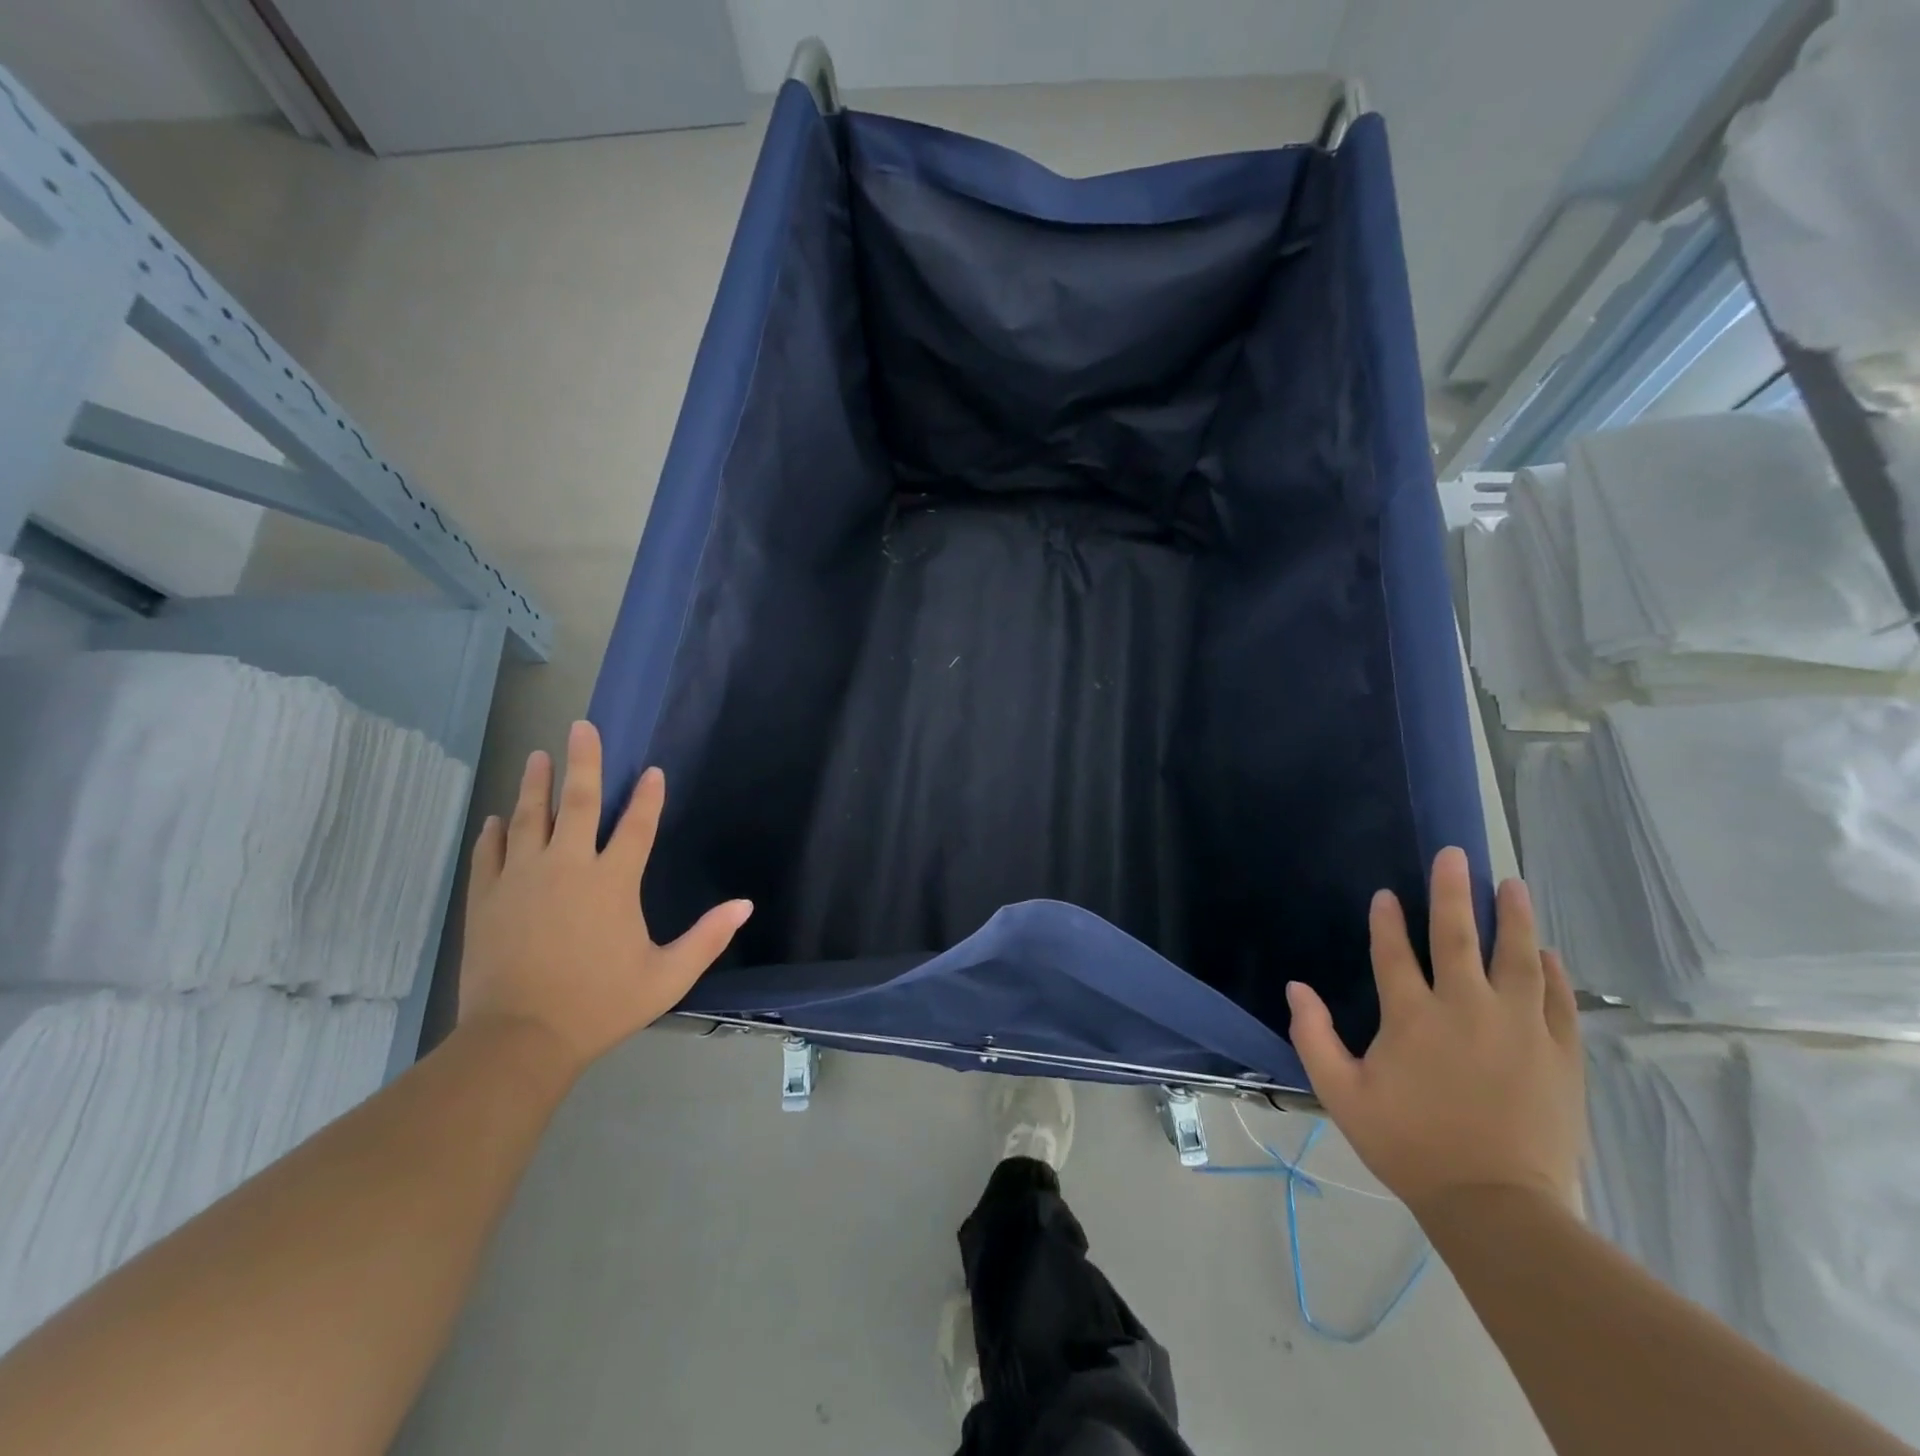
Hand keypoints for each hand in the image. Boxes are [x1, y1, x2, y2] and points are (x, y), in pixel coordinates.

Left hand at [458, 720, 751, 1076]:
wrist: (519, 1040)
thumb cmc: (600, 1005)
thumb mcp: (667, 976)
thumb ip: (708, 938)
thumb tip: (745, 905)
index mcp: (612, 882)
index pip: (636, 826)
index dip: (648, 796)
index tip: (652, 771)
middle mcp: (567, 868)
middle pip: (576, 803)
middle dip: (582, 762)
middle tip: (581, 727)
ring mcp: (521, 880)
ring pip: (528, 819)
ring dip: (535, 785)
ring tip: (539, 755)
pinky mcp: (486, 899)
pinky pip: (490, 854)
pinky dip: (494, 833)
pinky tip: (496, 818)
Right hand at [1286, 847, 1584, 1218]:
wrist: (1497, 1205)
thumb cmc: (1409, 1145)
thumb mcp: (1341, 1094)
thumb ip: (1313, 1036)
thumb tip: (1296, 987)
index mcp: (1412, 1016)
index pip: (1394, 952)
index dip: (1385, 920)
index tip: (1385, 894)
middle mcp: (1466, 1007)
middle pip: (1458, 936)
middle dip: (1452, 891)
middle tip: (1455, 855)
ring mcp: (1519, 1027)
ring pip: (1517, 956)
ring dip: (1513, 917)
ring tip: (1512, 885)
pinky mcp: (1558, 1053)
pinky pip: (1558, 999)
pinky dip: (1551, 972)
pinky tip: (1546, 953)